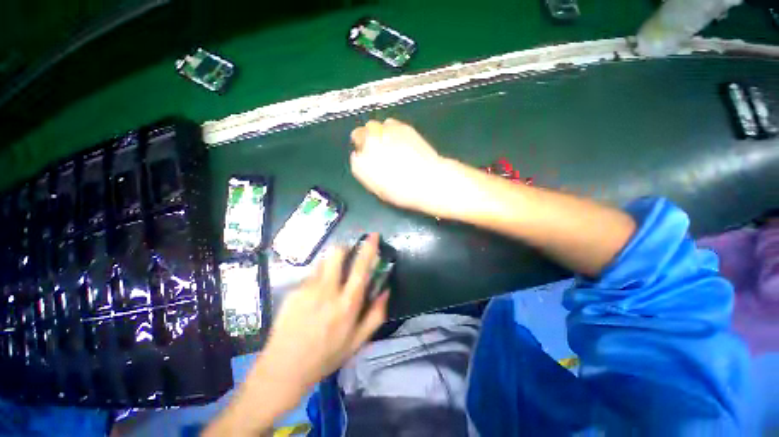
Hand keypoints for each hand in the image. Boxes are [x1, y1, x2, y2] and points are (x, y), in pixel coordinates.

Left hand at [205, 235, 388, 436]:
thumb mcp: (357, 341)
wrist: (283, 370)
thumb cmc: (326, 357)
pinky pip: (309, 277)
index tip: (373, 235)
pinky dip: (316, 280)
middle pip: (336, 253)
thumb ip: (376, 314)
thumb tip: (386, 290)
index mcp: (347, 304)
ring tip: (328, 285)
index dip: (369, 248)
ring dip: (330, 266)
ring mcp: (307, 289)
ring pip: (322, 263)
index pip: (361, 267)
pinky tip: (311, 300)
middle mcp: (328, 291)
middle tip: (347, 257)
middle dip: (344, 248)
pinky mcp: (292, 291)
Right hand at [350, 119, 455, 215]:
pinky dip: (389, 129)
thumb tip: (361, 160)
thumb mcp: (378, 189)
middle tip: (375, 149)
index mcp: (361, 163)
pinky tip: (397, 139)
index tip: (367, 160)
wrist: (427, 180)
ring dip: (376, 133)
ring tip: (386, 142)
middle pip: (358, 135)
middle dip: (364, 140)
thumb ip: (365, 173)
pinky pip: (389, 123)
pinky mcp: (401, 127)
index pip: (354, 155)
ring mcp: (384, 133)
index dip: (361, 157)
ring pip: (373, 126)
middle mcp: (369, 144)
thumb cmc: (403, 191)